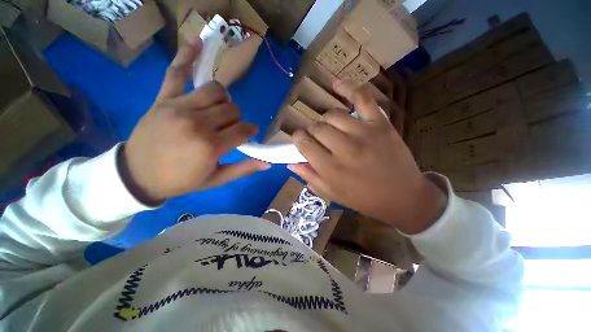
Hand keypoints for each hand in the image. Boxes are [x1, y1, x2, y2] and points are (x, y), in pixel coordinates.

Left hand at [118, 40, 269, 204]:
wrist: (138, 175)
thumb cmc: (181, 180)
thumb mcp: (216, 180)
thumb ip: (243, 169)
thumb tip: (267, 163)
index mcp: (210, 146)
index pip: (244, 129)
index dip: (250, 131)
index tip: (249, 134)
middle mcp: (197, 123)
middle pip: (232, 109)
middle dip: (236, 119)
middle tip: (229, 129)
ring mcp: (179, 107)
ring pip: (216, 90)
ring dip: (224, 100)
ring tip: (218, 110)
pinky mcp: (164, 99)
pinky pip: (177, 72)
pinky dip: (187, 56)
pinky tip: (198, 43)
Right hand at [288, 80, 446, 233]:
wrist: (402, 197)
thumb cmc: (363, 199)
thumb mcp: (332, 194)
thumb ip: (309, 177)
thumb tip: (290, 162)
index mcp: (331, 169)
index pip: (304, 144)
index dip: (298, 138)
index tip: (299, 139)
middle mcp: (345, 149)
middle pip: (317, 128)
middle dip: (311, 131)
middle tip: (316, 138)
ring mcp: (364, 133)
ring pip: (332, 116)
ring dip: (325, 120)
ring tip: (328, 128)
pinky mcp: (380, 124)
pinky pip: (362, 99)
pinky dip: (347, 88)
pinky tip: (335, 83)